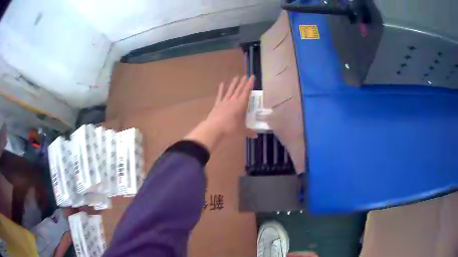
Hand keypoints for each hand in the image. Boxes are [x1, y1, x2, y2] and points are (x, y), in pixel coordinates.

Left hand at [184, 76, 254, 151]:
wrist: (214, 128)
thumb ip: (249, 131)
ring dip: (233, 84)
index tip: (252, 77)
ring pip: (230, 90)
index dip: (250, 84)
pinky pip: (220, 95)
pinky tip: (222, 83)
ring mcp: (224, 102)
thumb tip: (255, 135)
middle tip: (245, 76)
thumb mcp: (241, 131)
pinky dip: (221, 89)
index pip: (246, 92)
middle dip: (243, 83)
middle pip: (239, 90)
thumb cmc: (230, 129)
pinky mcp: (217, 104)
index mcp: (241, 105)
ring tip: (236, 77)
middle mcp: (233, 101)